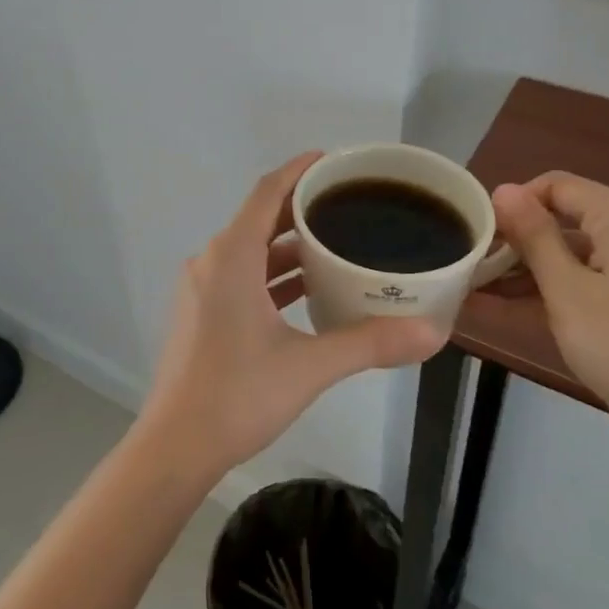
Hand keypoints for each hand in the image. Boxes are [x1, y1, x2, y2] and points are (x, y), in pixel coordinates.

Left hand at [139, 153, 446, 479]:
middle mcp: (213, 262)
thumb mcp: (310, 366)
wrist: (176, 446)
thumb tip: (432, 333)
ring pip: (251, 250)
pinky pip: (243, 275)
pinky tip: (309, 287)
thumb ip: (370, 343)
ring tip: (337, 242)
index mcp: (231, 257)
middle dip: (302, 207)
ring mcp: (203, 288)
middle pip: (260, 216)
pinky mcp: (203, 313)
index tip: (334, 161)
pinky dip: (274, 274)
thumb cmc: (237, 395)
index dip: (300, 170)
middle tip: (349, 203)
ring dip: (289, 244)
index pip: (267, 192)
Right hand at [487, 173, 608, 455]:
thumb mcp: (567, 289)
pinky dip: (548, 291)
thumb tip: (503, 188)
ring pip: (570, 254)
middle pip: (563, 219)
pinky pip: (584, 282)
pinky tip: (502, 307)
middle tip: (471, 264)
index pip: (557, 185)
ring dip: (524, 270)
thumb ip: (533, 235)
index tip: (480, 233)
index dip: (515, 203)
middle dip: (515, 240)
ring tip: (474, 288)